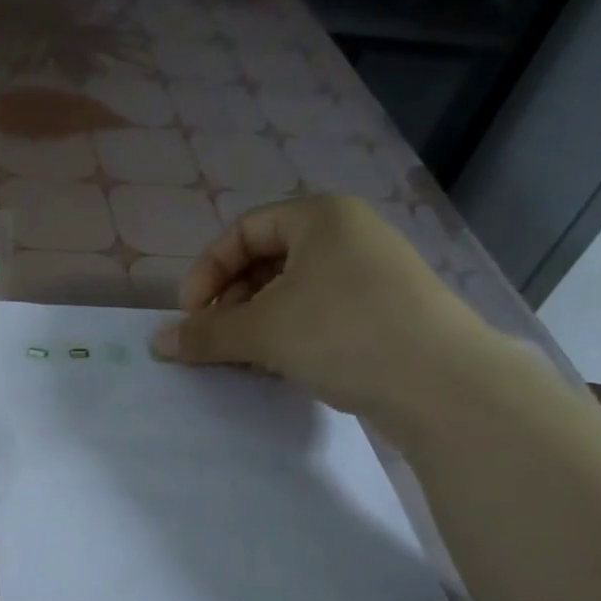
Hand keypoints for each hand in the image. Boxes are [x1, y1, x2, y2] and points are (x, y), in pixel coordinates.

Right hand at [151, 196, 496, 427]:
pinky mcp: (386, 311)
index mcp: (320, 217)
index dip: (207, 272)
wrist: (442, 383)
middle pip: (267, 260)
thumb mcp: (262, 331)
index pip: (242, 231)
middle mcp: (349, 234)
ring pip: (293, 290)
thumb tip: (158, 343)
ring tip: (244, 358)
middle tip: (216, 340)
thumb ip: (205, 334)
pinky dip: (291, 334)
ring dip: (257, 322)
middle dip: (231, 301)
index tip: (191, 315)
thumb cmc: (342, 333)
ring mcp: (373, 273)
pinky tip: (282, 366)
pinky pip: (321, 312)